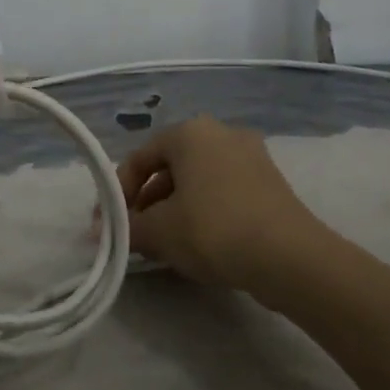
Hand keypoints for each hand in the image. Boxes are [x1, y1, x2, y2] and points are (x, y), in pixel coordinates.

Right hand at [117, 116, 321, 292]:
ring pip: (198, 180)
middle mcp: (222, 133)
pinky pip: (223, 190)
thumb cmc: (214, 230)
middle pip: (170, 167)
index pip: (140, 157)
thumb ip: (126, 227)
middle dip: (148, 202)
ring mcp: (251, 155)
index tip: (111, 225)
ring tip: (165, 244)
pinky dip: (204, 211)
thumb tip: (100, 232)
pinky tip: (199, 243)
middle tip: (137, 235)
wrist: (289, 256)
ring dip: (175, 209)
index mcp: (190, 133)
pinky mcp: (270, 181)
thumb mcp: (159, 231)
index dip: (119, 192)